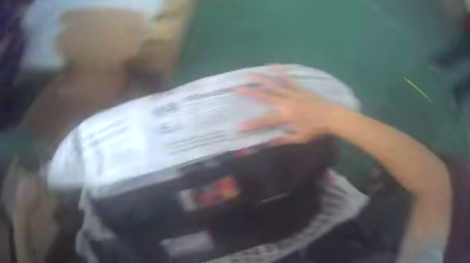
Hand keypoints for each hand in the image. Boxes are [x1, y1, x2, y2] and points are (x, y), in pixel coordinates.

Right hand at [237, 66, 340, 144]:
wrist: (331, 116)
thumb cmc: (315, 129)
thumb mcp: (299, 138)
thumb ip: (282, 139)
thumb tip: (267, 143)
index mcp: (285, 116)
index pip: (264, 121)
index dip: (251, 124)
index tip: (238, 127)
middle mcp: (285, 102)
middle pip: (264, 96)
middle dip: (250, 93)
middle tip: (237, 88)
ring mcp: (292, 93)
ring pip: (274, 84)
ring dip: (261, 79)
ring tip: (250, 74)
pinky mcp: (299, 88)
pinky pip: (288, 79)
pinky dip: (280, 72)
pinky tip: (273, 65)